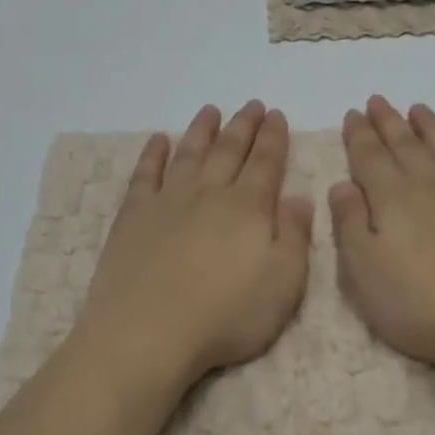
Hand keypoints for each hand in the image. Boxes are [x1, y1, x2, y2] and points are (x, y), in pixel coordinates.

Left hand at [72, 101, 313, 389]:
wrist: (148, 329)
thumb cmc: (225, 315)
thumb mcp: (283, 284)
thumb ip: (294, 236)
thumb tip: (300, 197)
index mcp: (248, 208)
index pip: (266, 162)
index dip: (273, 137)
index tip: (276, 115)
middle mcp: (209, 193)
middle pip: (229, 150)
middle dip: (244, 126)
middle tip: (252, 105)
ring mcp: (168, 200)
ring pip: (189, 153)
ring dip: (202, 130)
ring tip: (210, 110)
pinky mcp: (134, 214)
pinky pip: (145, 173)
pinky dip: (153, 154)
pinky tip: (158, 140)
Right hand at [329, 96, 434, 384]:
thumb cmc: (420, 304)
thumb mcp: (363, 271)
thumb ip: (349, 223)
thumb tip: (341, 184)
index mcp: (391, 198)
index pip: (368, 156)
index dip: (358, 134)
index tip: (352, 113)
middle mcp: (430, 185)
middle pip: (405, 145)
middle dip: (388, 121)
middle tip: (378, 101)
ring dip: (430, 126)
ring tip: (418, 109)